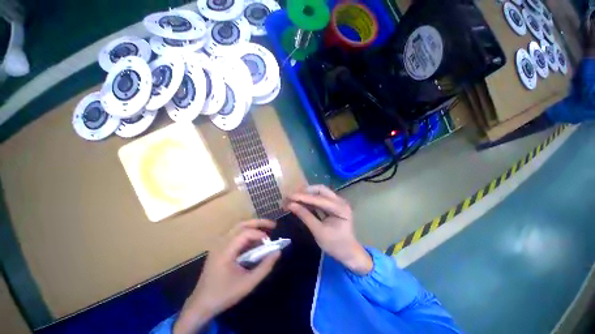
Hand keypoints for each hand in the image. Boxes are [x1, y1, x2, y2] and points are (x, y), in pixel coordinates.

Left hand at [173, 220, 280, 333]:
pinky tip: (254, 241)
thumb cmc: (224, 294)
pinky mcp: (219, 247)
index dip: (260, 234)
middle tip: (273, 225)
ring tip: (266, 231)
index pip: (245, 233)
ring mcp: (218, 244)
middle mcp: (221, 243)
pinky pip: (235, 234)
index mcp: (225, 251)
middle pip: (242, 225)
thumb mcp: (248, 284)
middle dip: (259, 223)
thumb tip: (277, 252)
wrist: (201, 304)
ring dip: (253, 227)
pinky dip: (247, 234)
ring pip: (238, 227)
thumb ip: (265, 267)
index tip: (270, 242)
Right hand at [286, 185, 371, 274]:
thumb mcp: (318, 232)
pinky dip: (312, 200)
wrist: (349, 254)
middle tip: (293, 196)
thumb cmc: (335, 245)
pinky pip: (321, 198)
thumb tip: (291, 205)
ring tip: (295, 198)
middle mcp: (340, 201)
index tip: (289, 196)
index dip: (303, 197)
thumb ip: (305, 216)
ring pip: (321, 193)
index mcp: (340, 208)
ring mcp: (338, 202)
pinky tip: (303, 202)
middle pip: (321, 190)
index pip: (319, 199)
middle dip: (306, 192)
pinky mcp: (334, 206)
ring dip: (308, 195)